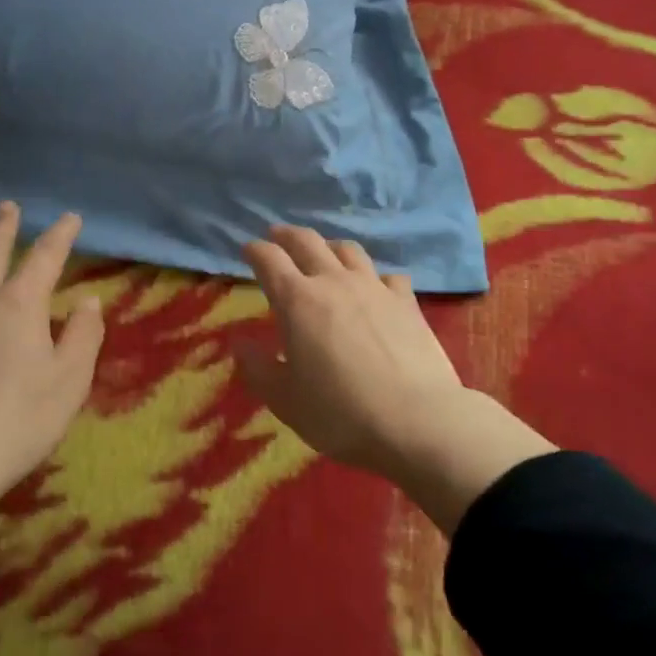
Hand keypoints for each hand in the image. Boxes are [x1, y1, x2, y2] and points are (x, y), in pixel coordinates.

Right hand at [235, 226, 554, 534]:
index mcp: (297, 301)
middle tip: (276, 235)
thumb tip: (239, 342)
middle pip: (307, 241)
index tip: (248, 250)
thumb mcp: (285, 400)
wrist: (417, 420)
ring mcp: (375, 287)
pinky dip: (374, 276)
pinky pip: (388, 275)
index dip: (255, 250)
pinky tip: (375, 287)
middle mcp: (334, 282)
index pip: (269, 259)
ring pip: (348, 250)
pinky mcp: (406, 302)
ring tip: (323, 252)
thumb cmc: (340, 413)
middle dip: (287, 235)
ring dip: (329, 246)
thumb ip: (257, 368)